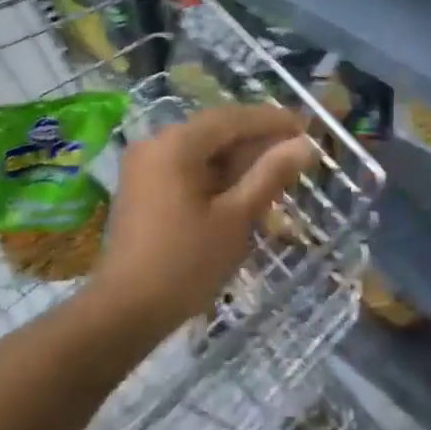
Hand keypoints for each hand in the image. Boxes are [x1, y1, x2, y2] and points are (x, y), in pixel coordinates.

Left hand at [90, 105, 317, 331]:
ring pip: (202, 149)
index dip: (271, 120)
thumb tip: (303, 145)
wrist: (124, 311)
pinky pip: (186, 166)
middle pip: (215, 130)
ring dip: (237, 159)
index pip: (232, 118)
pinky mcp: (142, 186)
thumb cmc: (185, 264)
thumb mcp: (235, 218)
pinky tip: (242, 190)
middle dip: (256, 140)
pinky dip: (215, 173)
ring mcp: (145, 164)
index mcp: (176, 143)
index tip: (306, 126)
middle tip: (296, 152)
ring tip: (276, 173)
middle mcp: (156, 142)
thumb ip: (269, 175)